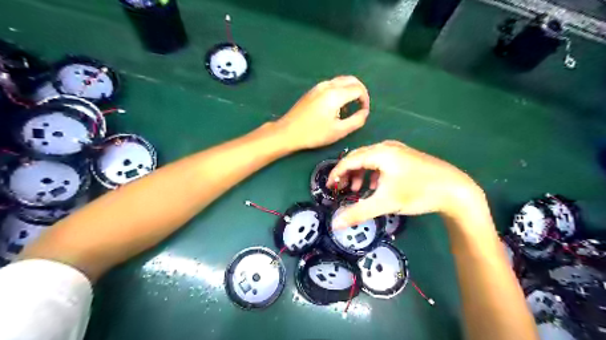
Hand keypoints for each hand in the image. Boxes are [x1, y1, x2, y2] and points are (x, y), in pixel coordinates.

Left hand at [276, 77, 369, 150]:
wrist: (288, 132)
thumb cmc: (314, 134)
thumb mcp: (339, 131)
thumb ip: (356, 121)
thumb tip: (365, 112)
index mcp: (335, 94)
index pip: (358, 89)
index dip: (365, 100)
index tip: (363, 112)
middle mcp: (328, 85)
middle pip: (351, 80)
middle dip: (360, 91)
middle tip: (361, 106)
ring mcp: (318, 86)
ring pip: (341, 81)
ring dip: (349, 91)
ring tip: (348, 109)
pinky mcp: (312, 90)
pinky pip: (331, 85)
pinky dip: (339, 91)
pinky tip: (335, 107)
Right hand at [324, 139, 485, 229]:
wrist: (456, 189)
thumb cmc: (418, 192)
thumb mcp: (386, 203)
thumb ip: (358, 212)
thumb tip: (335, 223)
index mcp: (380, 153)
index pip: (350, 160)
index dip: (336, 173)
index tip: (329, 187)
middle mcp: (387, 147)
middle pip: (359, 157)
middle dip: (348, 173)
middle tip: (342, 189)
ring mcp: (398, 151)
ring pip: (371, 160)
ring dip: (361, 174)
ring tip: (358, 189)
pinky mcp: (406, 158)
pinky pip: (382, 162)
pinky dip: (373, 174)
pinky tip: (377, 186)